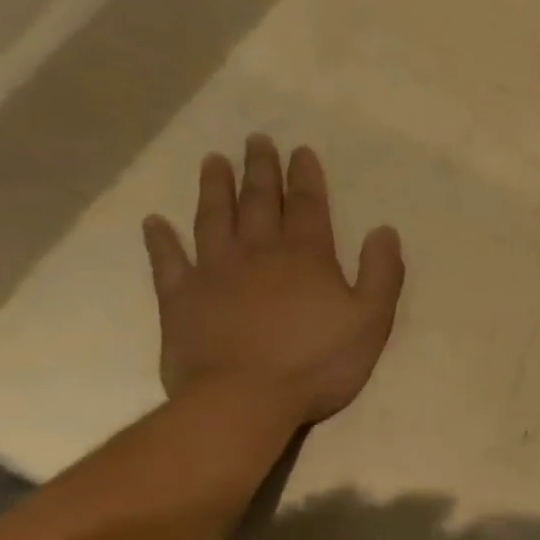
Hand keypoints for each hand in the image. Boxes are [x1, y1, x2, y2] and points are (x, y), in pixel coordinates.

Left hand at [141, 135, 404, 426]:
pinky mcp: (180, 300)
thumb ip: (380, 273)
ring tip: (213, 162)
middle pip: (259, 202)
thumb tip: (383, 230)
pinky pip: (168, 262)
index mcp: (306, 256)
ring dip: (214, 189)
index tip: (300, 150)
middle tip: (256, 140)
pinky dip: (161, 241)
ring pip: (213, 219)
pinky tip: (155, 223)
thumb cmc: (318, 362)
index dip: (306, 177)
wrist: (244, 400)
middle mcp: (258, 252)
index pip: (308, 206)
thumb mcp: (371, 320)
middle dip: (260, 170)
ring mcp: (214, 273)